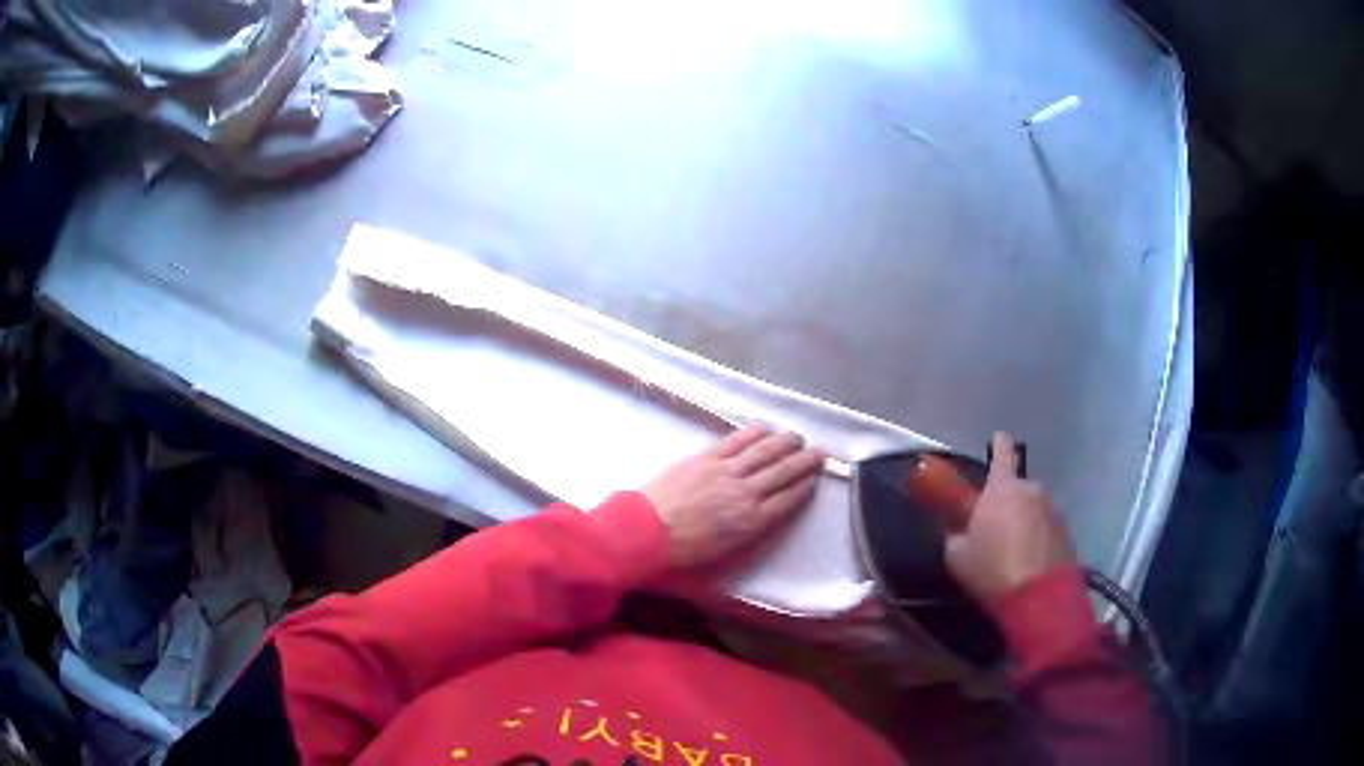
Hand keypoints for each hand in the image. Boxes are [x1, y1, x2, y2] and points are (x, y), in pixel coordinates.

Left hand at [640, 425, 824, 567]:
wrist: (646, 530)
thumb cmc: (682, 551)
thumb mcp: (724, 553)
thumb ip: (748, 533)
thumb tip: (762, 517)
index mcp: (752, 522)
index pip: (788, 499)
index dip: (804, 486)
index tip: (815, 478)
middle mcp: (746, 493)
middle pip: (783, 473)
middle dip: (804, 462)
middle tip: (820, 452)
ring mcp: (727, 472)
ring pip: (765, 452)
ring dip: (786, 443)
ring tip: (798, 438)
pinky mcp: (707, 457)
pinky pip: (738, 441)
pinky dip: (756, 433)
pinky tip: (767, 429)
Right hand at [944, 432, 1076, 602]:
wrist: (1038, 597)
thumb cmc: (991, 569)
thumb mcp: (956, 555)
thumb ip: (955, 533)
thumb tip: (958, 528)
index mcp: (1002, 488)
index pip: (1002, 453)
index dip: (999, 444)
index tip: (998, 437)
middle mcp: (1031, 489)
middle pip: (1016, 488)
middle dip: (1006, 501)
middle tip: (993, 526)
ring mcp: (1052, 509)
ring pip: (1032, 508)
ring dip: (1022, 520)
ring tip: (1011, 550)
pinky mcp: (1065, 531)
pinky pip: (1045, 527)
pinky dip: (1036, 537)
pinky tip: (1027, 560)